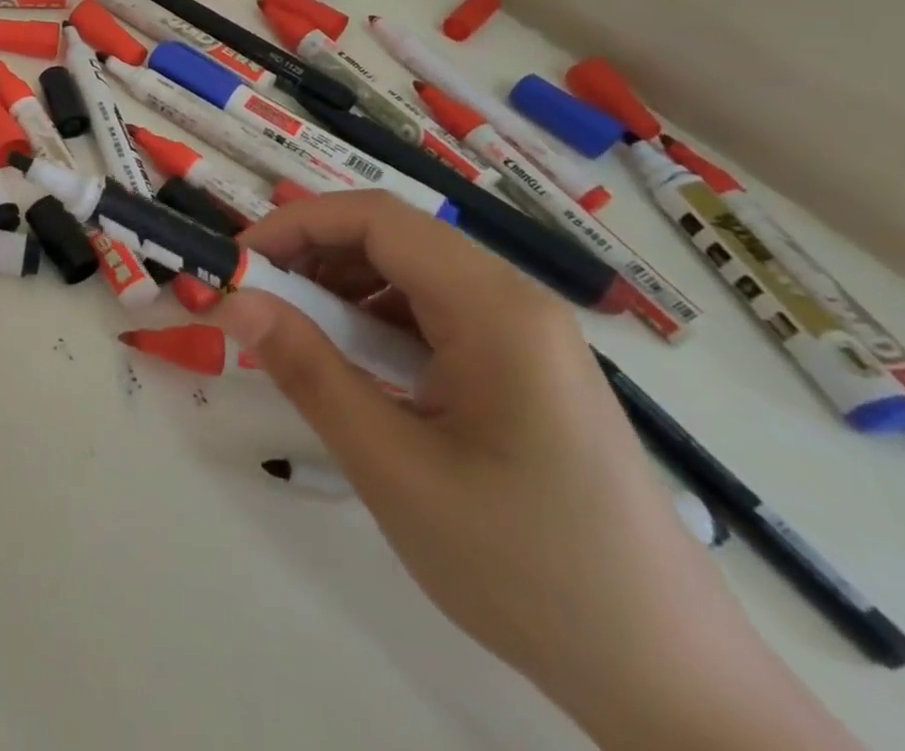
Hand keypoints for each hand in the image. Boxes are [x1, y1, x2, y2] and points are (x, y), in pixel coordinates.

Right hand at [211, 192, 794, 745]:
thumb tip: (233, 300)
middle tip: (255, 300)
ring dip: (340, 289)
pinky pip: (434, 316)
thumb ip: (308, 371)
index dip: (295, 224)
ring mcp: (526, 337)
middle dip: (312, 255)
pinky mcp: (525, 371)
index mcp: (496, 309)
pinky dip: (375, 323)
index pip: (376, 219)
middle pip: (393, 239)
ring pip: (410, 274)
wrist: (671, 685)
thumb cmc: (527, 569)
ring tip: (295, 337)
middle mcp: (516, 303)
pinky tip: (354, 369)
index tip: (239, 263)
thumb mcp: (394, 468)